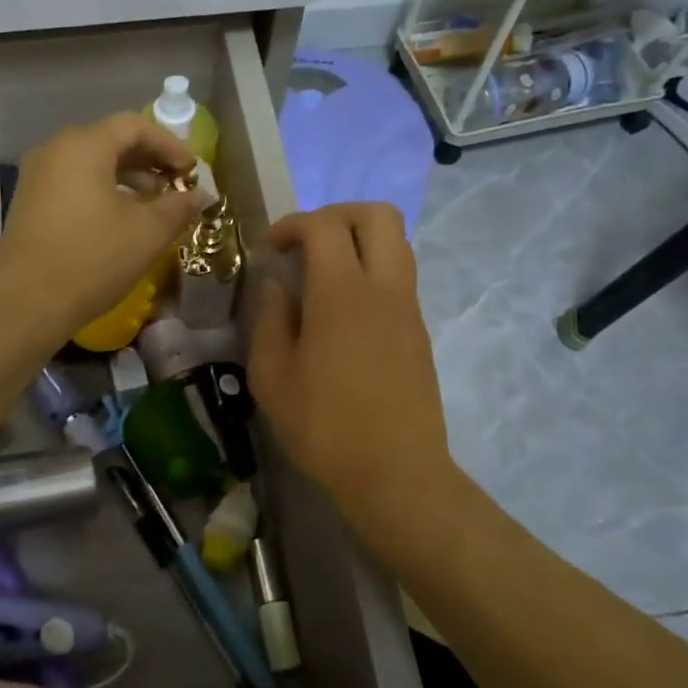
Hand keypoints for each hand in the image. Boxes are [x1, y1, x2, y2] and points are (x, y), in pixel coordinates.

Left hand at [0, 113, 202, 340]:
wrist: (27, 304)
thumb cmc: (93, 259)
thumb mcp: (147, 233)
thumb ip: (178, 207)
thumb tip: (199, 196)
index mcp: (84, 145)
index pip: (134, 126)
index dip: (169, 145)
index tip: (191, 172)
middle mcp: (55, 150)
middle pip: (110, 141)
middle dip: (149, 161)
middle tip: (176, 185)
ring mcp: (37, 176)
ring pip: (91, 163)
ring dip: (127, 178)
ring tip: (154, 204)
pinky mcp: (29, 203)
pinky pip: (73, 183)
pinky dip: (102, 191)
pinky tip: (120, 219)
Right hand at [249, 204, 454, 529]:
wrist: (396, 473)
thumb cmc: (324, 426)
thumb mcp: (272, 375)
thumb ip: (269, 318)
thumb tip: (274, 283)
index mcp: (342, 293)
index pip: (324, 226)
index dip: (291, 224)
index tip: (268, 249)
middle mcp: (384, 287)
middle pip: (378, 215)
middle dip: (336, 214)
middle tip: (304, 242)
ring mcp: (409, 308)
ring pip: (396, 242)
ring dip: (358, 240)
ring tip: (321, 274)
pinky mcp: (419, 330)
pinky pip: (399, 275)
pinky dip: (370, 270)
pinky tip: (341, 310)